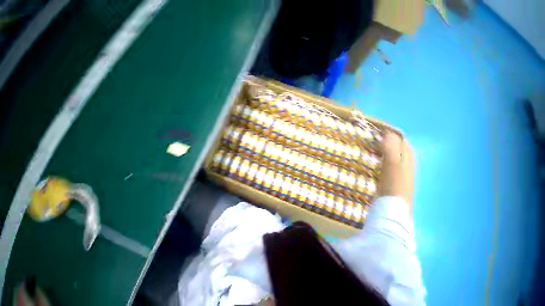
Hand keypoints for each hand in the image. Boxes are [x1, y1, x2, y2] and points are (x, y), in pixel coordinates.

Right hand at [377, 132, 414, 211]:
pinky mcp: (395, 178)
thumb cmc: (393, 183)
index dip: (391, 133)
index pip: (401, 139)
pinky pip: (390, 163)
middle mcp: (407, 162)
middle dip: (388, 140)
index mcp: (408, 156)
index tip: (378, 129)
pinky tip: (376, 161)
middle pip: (399, 146)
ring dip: (385, 149)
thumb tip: (388, 132)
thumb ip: (391, 147)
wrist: (394, 206)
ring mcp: (402, 171)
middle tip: (373, 138)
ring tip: (373, 147)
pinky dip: (383, 158)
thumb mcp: (392, 163)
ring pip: (394, 155)